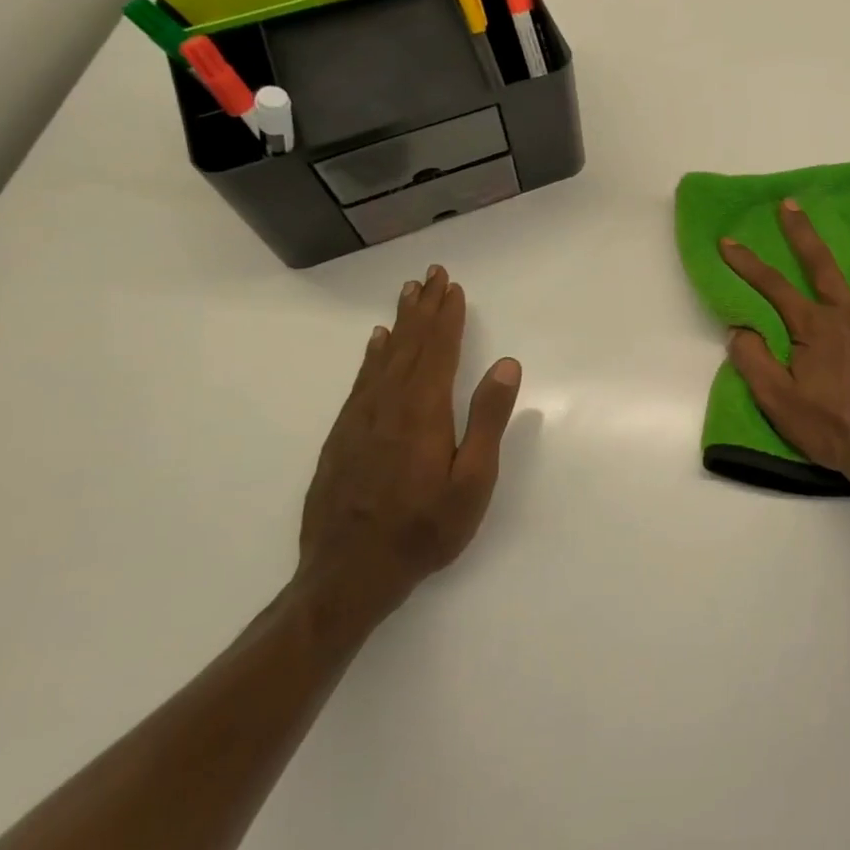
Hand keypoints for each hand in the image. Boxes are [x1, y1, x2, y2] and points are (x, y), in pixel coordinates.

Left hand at [296, 264, 520, 635]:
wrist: (348, 575)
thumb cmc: (424, 529)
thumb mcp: (473, 481)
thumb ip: (488, 419)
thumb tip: (506, 363)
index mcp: (423, 411)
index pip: (438, 350)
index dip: (447, 316)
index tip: (453, 287)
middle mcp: (388, 405)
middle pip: (409, 345)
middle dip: (423, 308)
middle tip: (430, 275)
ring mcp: (360, 420)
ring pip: (383, 359)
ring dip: (400, 324)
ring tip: (407, 296)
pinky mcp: (342, 437)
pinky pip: (361, 381)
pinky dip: (373, 356)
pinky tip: (377, 345)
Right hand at [720, 200, 849, 508]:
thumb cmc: (834, 429)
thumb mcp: (780, 403)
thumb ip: (755, 362)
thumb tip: (739, 328)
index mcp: (814, 328)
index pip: (773, 287)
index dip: (748, 263)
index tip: (728, 241)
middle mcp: (849, 313)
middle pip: (822, 265)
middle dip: (803, 233)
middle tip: (792, 203)